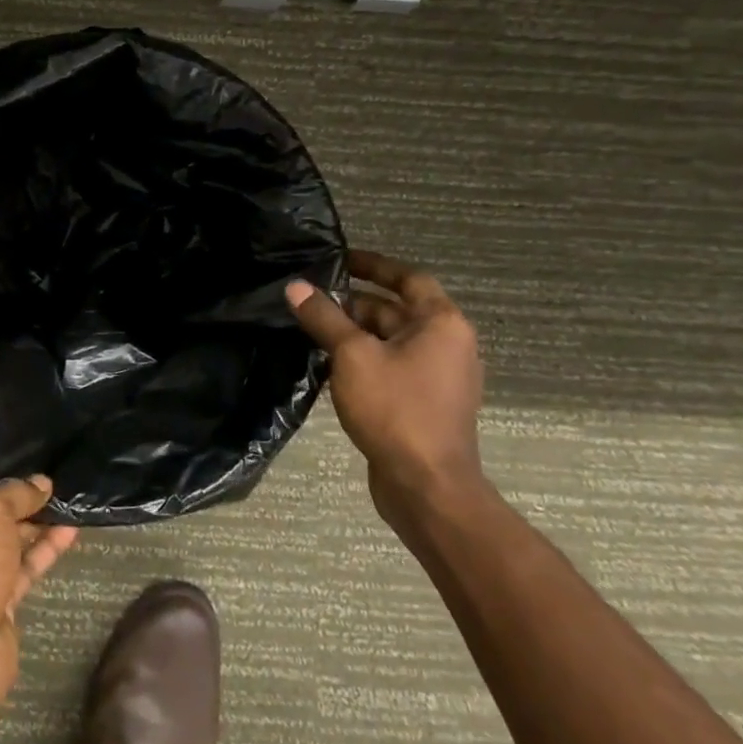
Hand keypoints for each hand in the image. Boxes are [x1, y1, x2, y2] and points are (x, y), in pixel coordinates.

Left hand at [0, 476, 78, 720]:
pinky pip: (21, 569)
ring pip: (4, 544)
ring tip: (68, 504)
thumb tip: (41, 482)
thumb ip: (17, 494)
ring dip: (34, 526)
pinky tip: (70, 532)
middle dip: (16, 502)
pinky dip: (43, 551)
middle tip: (51, 485)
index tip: (20, 467)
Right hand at [287, 249, 488, 539]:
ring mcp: (437, 376)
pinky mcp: (423, 402)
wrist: (426, 484)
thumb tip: (295, 286)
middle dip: (353, 303)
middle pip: (396, 310)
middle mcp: (447, 344)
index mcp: (441, 324)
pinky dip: (361, 359)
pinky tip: (327, 365)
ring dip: (354, 332)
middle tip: (309, 299)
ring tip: (310, 328)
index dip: (374, 265)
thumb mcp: (351, 356)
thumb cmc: (395, 408)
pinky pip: (390, 366)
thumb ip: (323, 317)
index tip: (339, 259)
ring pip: (390, 340)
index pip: (408, 278)